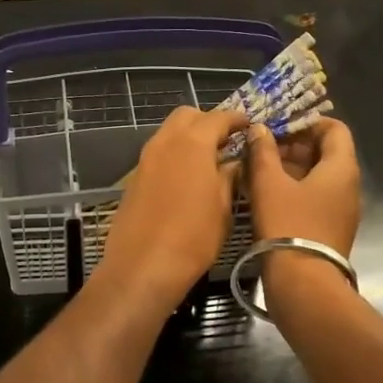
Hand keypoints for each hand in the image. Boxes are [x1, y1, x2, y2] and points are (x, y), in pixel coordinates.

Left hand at [97, 106, 246, 307]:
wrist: (142, 266)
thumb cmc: (193, 238)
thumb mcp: (223, 208)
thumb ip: (229, 177)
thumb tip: (234, 162)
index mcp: (192, 144)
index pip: (218, 117)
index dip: (236, 119)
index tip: (249, 126)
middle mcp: (165, 142)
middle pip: (186, 116)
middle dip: (208, 121)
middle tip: (227, 140)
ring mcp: (145, 159)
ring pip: (168, 133)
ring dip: (189, 137)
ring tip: (210, 159)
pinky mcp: (134, 178)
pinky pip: (158, 154)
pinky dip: (174, 155)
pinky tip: (187, 178)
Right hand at [243, 118, 360, 255]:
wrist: (303, 284)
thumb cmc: (288, 225)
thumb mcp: (269, 184)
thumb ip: (263, 151)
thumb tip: (259, 128)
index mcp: (341, 168)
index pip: (333, 128)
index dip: (306, 122)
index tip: (277, 126)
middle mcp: (348, 185)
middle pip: (325, 152)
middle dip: (292, 145)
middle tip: (260, 147)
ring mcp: (340, 209)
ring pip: (316, 176)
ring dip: (288, 168)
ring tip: (256, 169)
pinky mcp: (329, 228)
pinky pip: (313, 197)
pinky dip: (292, 189)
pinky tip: (264, 194)